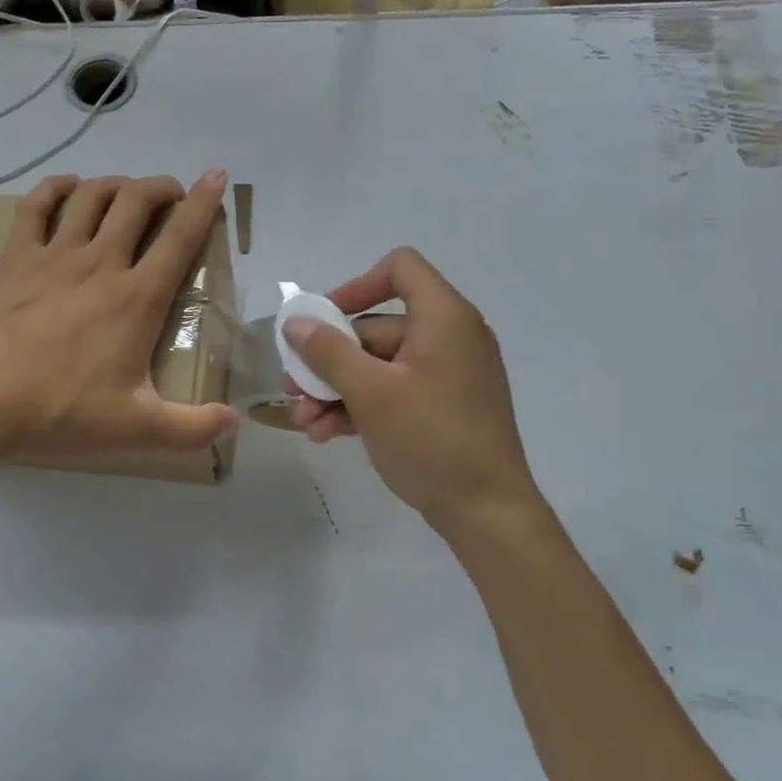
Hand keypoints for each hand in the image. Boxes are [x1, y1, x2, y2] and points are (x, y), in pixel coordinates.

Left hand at [0, 171, 238, 460]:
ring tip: (128, 192)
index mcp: (137, 297)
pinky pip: (37, 206)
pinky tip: (68, 187)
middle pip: (137, 201)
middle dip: (162, 188)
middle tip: (172, 196)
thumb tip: (237, 423)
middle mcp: (100, 262)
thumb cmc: (61, 411)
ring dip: (117, 184)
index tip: (217, 176)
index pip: (180, 237)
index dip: (205, 203)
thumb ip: (193, 427)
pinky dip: (56, 188)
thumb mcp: (136, 427)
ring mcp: (54, 255)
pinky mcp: (16, 258)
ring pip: (92, 196)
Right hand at [282, 249, 541, 535]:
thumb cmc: (430, 439)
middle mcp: (450, 337)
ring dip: (338, 389)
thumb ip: (327, 352)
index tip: (323, 321)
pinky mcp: (444, 406)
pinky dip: (362, 406)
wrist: (487, 512)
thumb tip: (295, 322)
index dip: (356, 286)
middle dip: (329, 360)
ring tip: (305, 423)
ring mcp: (448, 374)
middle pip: (377, 328)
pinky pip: (396, 390)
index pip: (400, 268)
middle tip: (294, 389)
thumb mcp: (370, 393)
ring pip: (380, 365)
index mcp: (443, 318)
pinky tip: (327, 434)